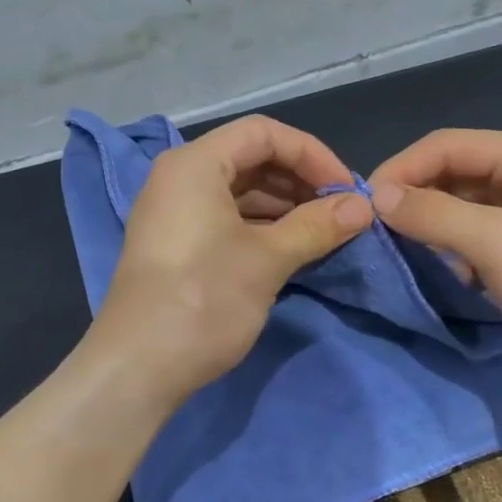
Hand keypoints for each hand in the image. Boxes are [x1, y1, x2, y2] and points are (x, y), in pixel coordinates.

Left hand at [87, 115, 373, 402]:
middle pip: (251, 159)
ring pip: (240, 192)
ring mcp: (174, 212)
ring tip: (324, 233)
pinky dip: (262, 227)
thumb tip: (363, 207)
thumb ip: (316, 226)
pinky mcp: (176, 245)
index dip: (312, 155)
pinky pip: (226, 219)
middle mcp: (180, 177)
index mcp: (195, 164)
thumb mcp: (267, 259)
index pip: (264, 133)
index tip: (346, 191)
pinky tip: (292, 249)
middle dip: (300, 182)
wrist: (137, 368)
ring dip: (285, 207)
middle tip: (340, 213)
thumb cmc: (204, 299)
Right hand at [369, 129, 501, 401]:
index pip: (444, 144)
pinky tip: (461, 276)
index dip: (401, 169)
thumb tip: (377, 196)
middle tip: (383, 234)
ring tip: (419, 256)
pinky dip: (461, 250)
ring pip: (466, 207)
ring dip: (437, 227)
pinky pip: (483, 236)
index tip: (365, 207)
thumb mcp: (494, 243)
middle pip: (455, 172)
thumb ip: (432, 214)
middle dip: (418, 198)